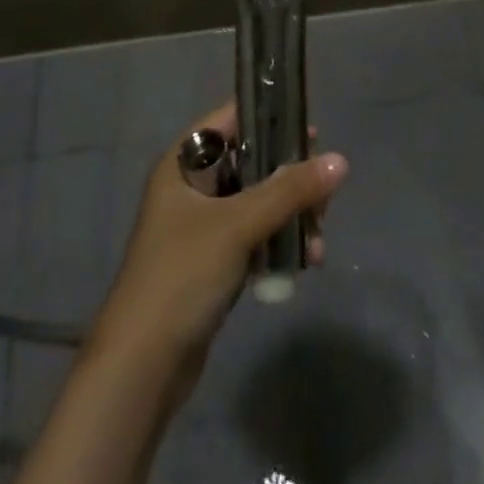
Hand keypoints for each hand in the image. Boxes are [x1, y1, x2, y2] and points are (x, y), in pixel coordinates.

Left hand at [91, 102, 348, 381]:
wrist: (143, 366)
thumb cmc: (183, 275)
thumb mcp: (238, 225)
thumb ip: (289, 191)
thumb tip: (341, 161)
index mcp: (183, 163)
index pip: (231, 120)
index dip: (269, 117)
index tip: (311, 130)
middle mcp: (191, 187)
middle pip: (250, 162)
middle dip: (289, 176)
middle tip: (324, 192)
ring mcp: (201, 225)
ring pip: (256, 201)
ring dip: (289, 213)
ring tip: (318, 235)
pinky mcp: (212, 261)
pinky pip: (254, 235)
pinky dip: (278, 241)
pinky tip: (306, 260)